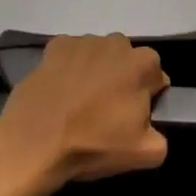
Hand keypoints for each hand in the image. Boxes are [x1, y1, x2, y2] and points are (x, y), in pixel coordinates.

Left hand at [0, 34, 169, 187]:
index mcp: (144, 64)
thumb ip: (161, 136)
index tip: (132, 118)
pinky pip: (71, 56)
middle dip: (122, 81)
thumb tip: (150, 126)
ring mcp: (83, 41)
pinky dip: (70, 68)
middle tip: (107, 111)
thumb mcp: (146, 154)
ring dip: (97, 73)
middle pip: (128, 63)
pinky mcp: (53, 47)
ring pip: (100, 57)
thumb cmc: (94, 145)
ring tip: (80, 103)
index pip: (156, 78)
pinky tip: (61, 92)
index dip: (147, 99)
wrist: (34, 144)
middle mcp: (116, 43)